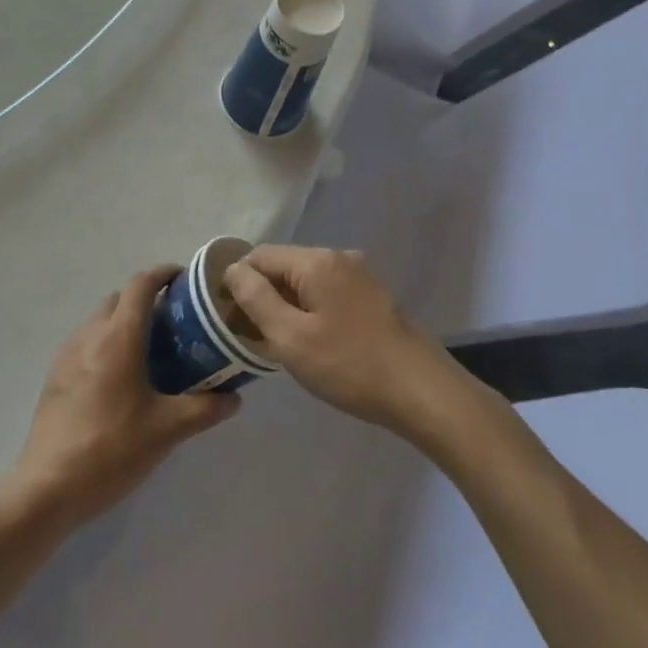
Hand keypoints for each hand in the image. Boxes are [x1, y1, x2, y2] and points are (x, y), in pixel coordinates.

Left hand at [3, 266, 239, 532]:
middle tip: (176, 322)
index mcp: (118, 338)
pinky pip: (86, 342)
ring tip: (152, 350)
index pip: (141, 285)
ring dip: (125, 322)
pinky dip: (107, 343)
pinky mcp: (55, 376)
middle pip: (120, 298)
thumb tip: (234, 397)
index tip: (186, 280)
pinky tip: (121, 379)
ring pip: (100, 320)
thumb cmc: (111, 449)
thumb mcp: (167, 430)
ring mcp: (67, 355)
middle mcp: (90, 335)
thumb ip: (204, 408)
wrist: (47, 487)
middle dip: (147, 299)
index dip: (164, 274)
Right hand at [224, 246, 458, 436]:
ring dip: (286, 306)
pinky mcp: (373, 298)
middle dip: (262, 295)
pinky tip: (312, 344)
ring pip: (306, 282)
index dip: (236, 281)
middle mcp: (339, 258)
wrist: (422, 391)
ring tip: (278, 344)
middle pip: (284, 266)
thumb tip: (233, 270)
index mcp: (316, 261)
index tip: (226, 317)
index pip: (259, 256)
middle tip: (251, 336)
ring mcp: (360, 277)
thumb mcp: (290, 337)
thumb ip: (255, 299)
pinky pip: (328, 294)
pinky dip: (311, 312)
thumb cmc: (349, 365)